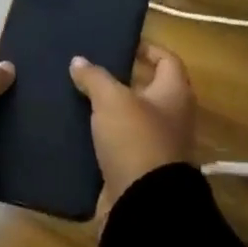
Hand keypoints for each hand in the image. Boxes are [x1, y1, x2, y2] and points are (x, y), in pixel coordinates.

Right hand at [69, 43, 195, 230]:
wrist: (142, 203)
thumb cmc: (136, 140)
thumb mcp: (113, 100)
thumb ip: (96, 77)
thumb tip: (79, 61)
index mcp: (174, 94)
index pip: (167, 60)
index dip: (147, 48)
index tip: (121, 43)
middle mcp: (170, 118)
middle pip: (146, 90)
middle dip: (119, 79)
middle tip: (87, 68)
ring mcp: (153, 145)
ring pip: (127, 118)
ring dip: (105, 109)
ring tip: (73, 94)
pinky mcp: (134, 168)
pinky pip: (115, 144)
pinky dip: (97, 136)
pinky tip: (72, 128)